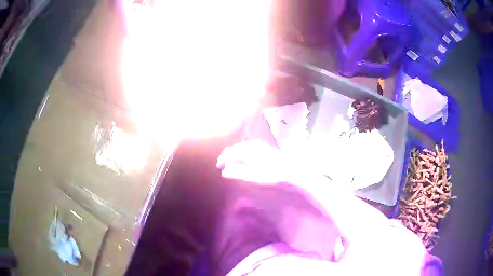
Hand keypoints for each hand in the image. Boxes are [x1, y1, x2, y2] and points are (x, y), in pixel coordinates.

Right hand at [217, 140, 293, 183]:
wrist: (289, 170)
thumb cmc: (267, 173)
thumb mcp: (249, 175)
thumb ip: (235, 173)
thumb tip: (224, 172)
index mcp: (246, 149)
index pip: (229, 152)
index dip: (222, 159)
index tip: (218, 167)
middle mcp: (252, 144)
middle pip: (236, 148)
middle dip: (229, 156)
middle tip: (224, 164)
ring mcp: (260, 145)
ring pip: (243, 148)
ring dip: (236, 155)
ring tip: (233, 163)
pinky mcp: (266, 148)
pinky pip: (250, 149)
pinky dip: (244, 154)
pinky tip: (246, 160)